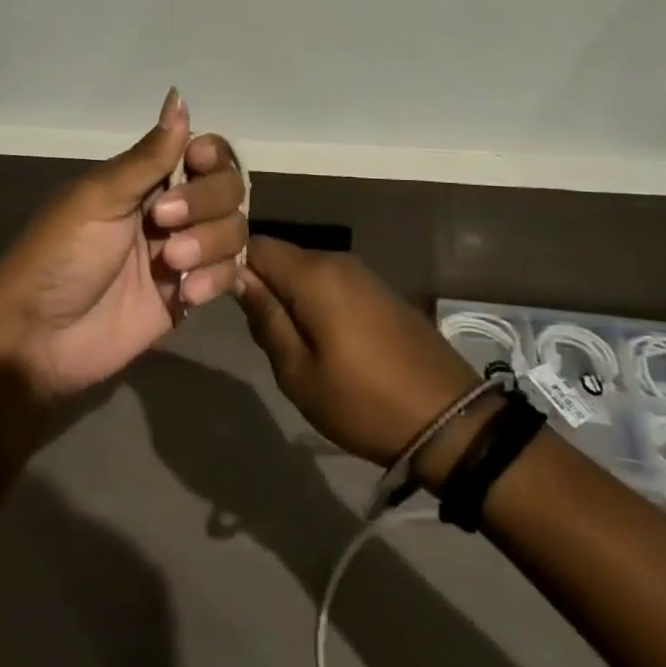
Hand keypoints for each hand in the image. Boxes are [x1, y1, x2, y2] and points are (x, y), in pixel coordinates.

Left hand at [0, 90, 248, 400]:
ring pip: (233, 230)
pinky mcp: (188, 295)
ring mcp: (181, 254)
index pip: (203, 152)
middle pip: (227, 189)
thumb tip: (179, 96)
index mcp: (143, 179)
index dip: (211, 157)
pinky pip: (228, 275)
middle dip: (206, 203)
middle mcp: (169, 210)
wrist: (39, 338)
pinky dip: (215, 280)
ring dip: (210, 244)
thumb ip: (148, 156)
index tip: (196, 164)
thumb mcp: (99, 198)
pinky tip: (184, 295)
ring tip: (171, 265)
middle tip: (163, 223)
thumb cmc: (59, 256)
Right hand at [236, 237, 482, 477]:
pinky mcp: (379, 291)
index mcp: (313, 274)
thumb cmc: (363, 401)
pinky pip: (330, 282)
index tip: (214, 292)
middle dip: (259, 282)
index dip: (229, 262)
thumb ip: (265, 318)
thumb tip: (237, 277)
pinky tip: (316, 335)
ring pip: (305, 270)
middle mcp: (337, 260)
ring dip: (287, 294)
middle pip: (280, 256)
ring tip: (282, 338)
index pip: (254, 244)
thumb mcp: (298, 371)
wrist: (451, 422)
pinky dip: (313, 299)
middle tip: (252, 327)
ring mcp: (362, 274)